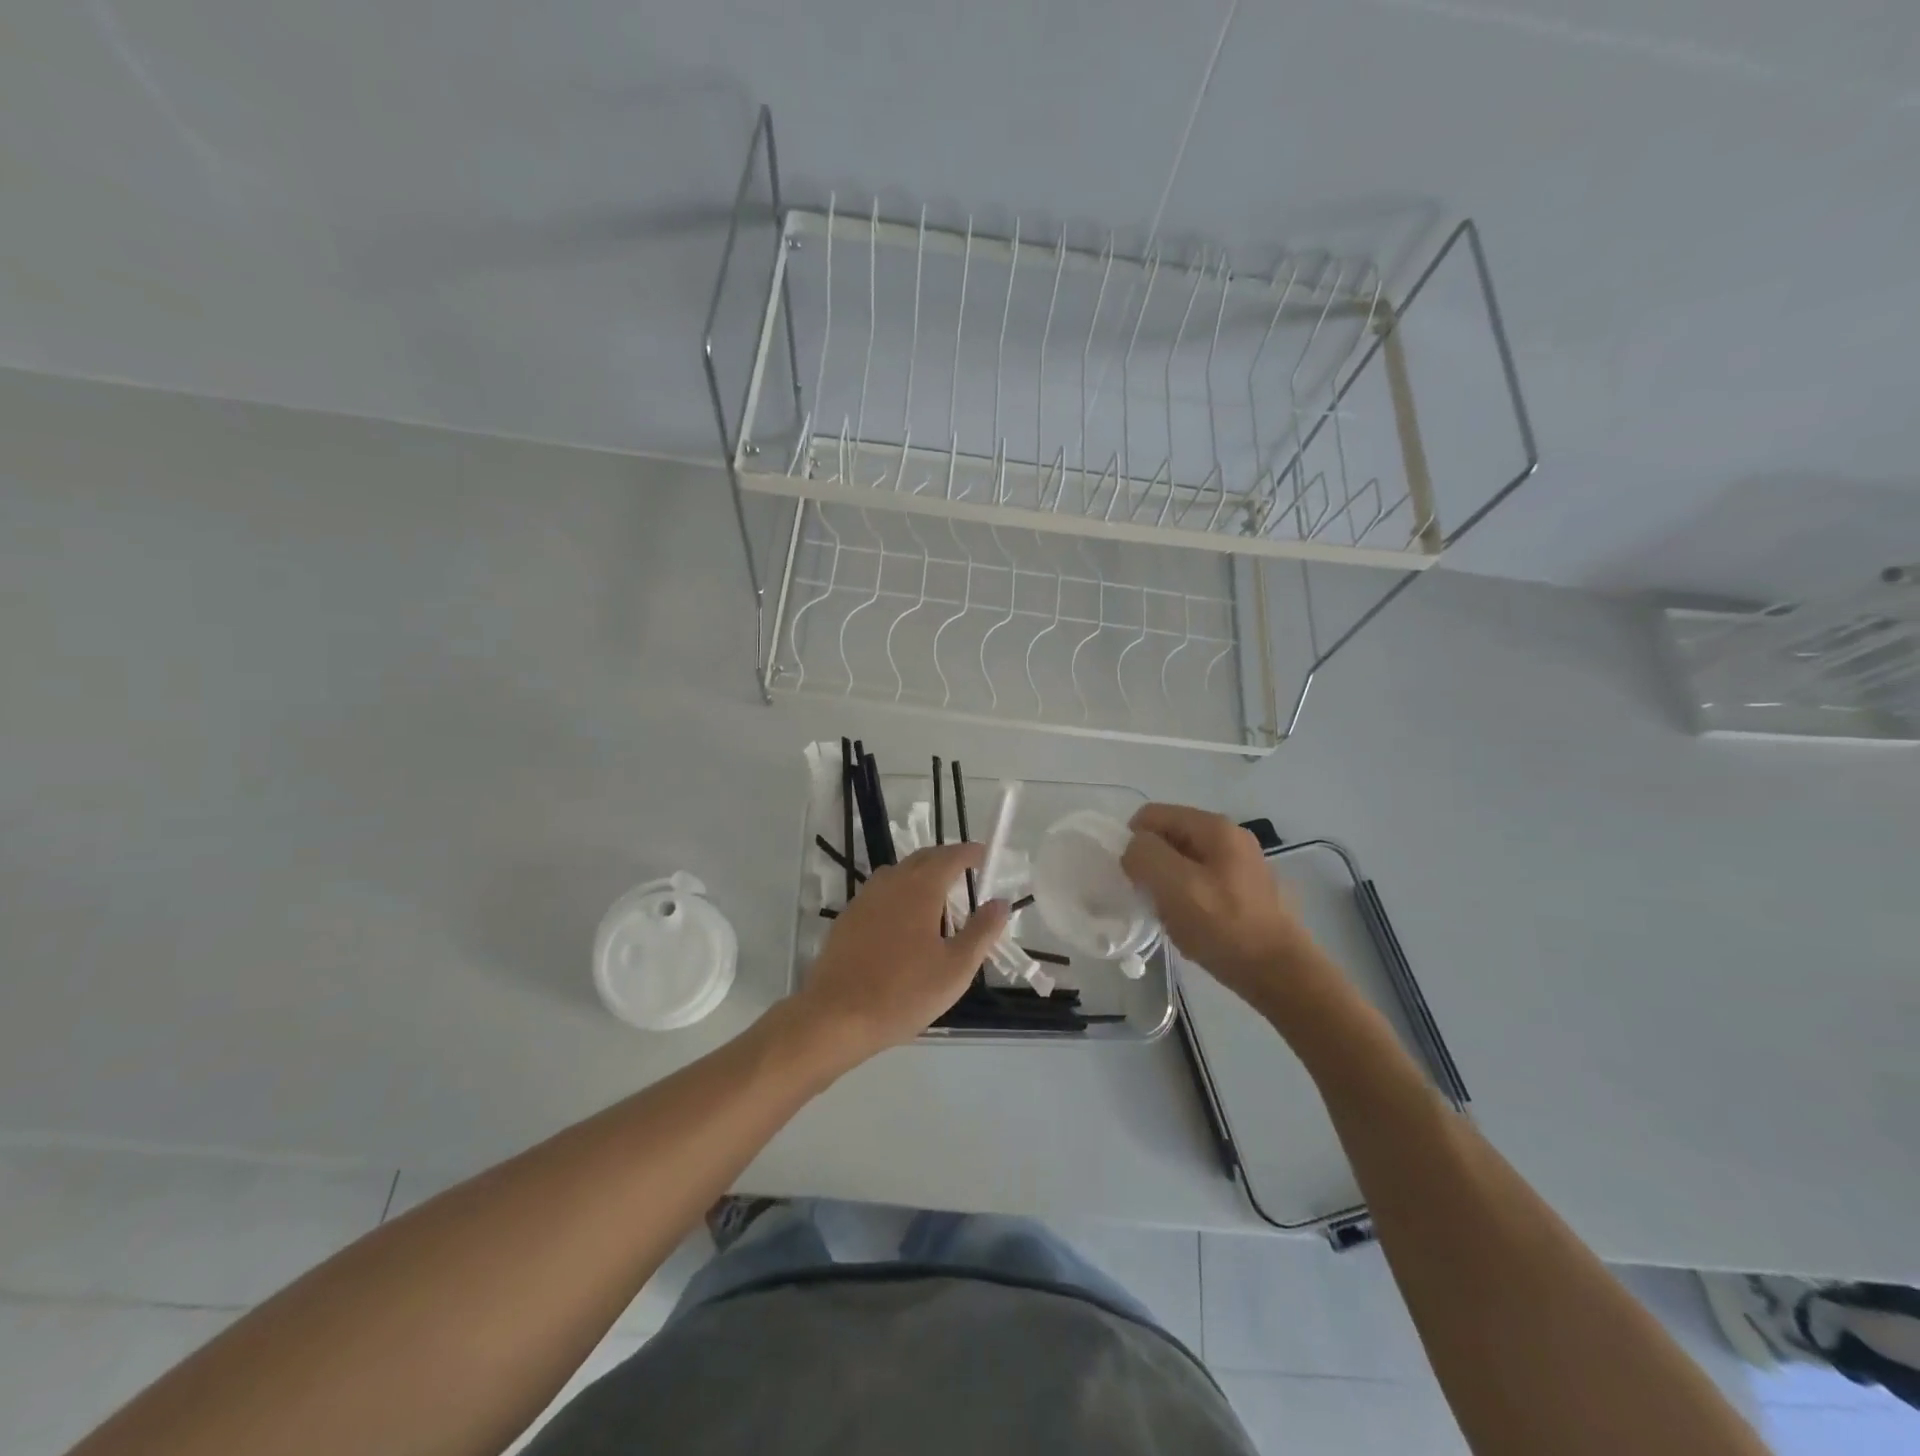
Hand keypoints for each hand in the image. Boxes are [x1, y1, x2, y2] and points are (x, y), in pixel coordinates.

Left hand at [792, 843, 1008, 1068]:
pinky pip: (880, 893)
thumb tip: (1000, 902)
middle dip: (946, 860)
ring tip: (938, 898)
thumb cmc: (903, 992)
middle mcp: (891, 882)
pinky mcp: (848, 918)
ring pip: (898, 874)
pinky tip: (904, 922)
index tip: (985, 856)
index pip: (950, 856)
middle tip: (966, 873)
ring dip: (921, 875)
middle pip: (923, 859)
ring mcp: (865, 898)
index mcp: (920, 888)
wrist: (836, 1016)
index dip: (970, 853)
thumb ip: (982, 931)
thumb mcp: (956, 968)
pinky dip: (899, 894)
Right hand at [1121, 803, 1334, 1017]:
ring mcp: (1238, 863)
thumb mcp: (1174, 885)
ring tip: (1173, 916)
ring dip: (1167, 887)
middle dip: (1152, 866)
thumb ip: (1145, 855)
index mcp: (1214, 826)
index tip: (1134, 879)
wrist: (1279, 973)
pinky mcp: (1242, 890)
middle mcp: (1228, 836)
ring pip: (1180, 863)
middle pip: (1167, 838)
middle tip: (1153, 900)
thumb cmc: (1224, 926)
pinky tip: (1191, 925)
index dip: (1134, 843)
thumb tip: (1135, 849)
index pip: (1151, 815)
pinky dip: (1185, 900)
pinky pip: (1198, 883)